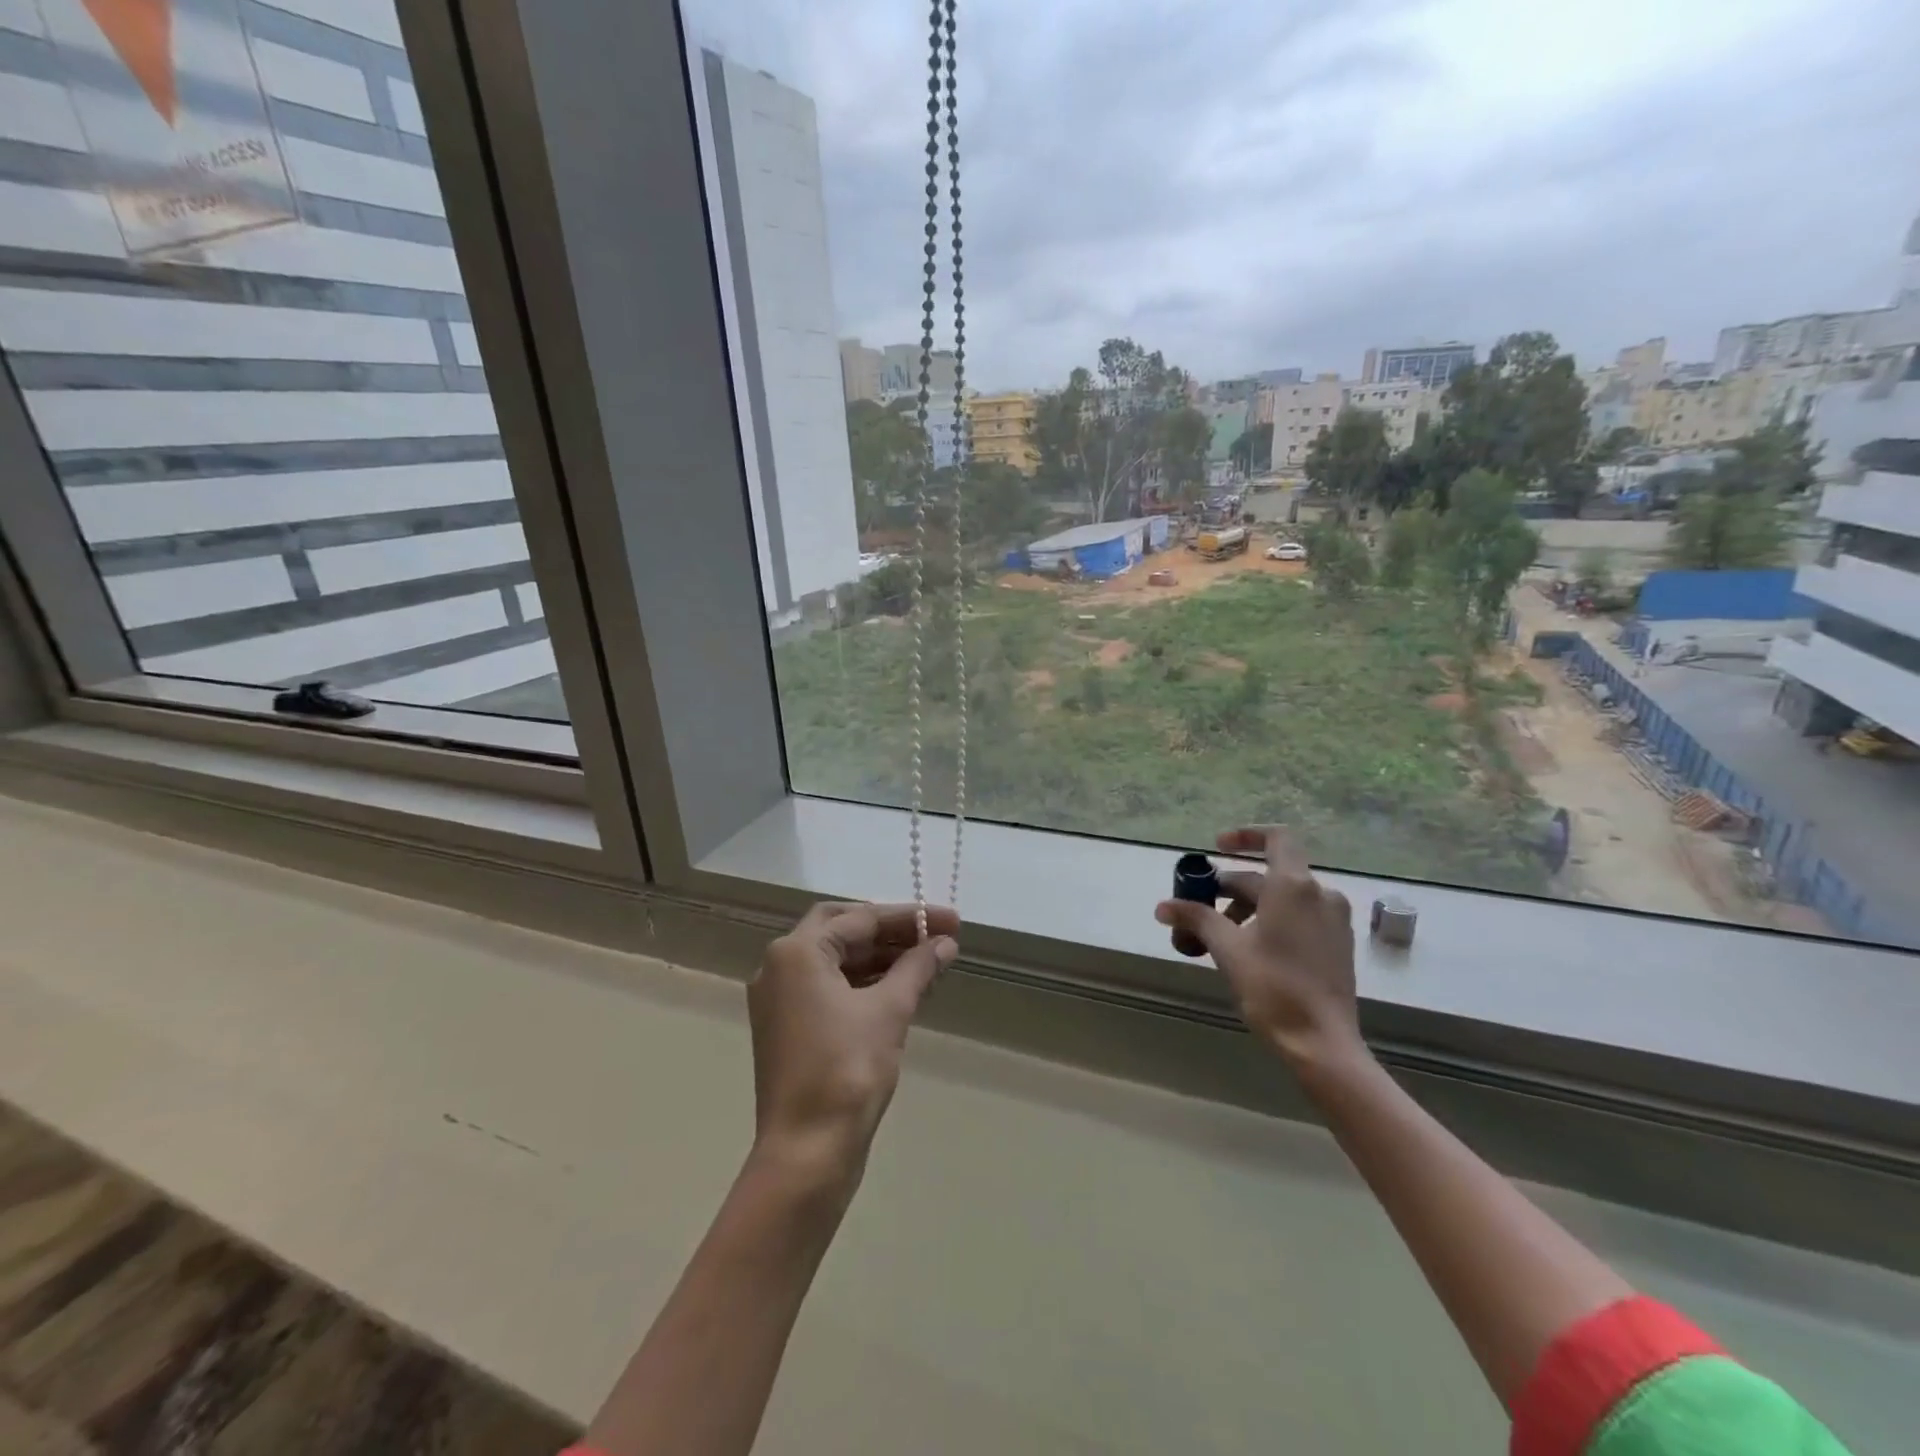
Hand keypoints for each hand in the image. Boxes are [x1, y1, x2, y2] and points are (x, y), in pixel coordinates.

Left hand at [747, 902, 958, 1189]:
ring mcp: (779, 998)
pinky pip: (828, 987)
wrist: (806, 1153)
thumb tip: (945, 943)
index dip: (910, 917)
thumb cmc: (847, 1070)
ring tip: (926, 961)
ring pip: (835, 959)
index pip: (861, 917)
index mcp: (796, 952)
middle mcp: (779, 966)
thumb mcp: (890, 1010)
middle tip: (931, 934)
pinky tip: (899, 989)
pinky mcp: (787, 1026)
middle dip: (889, 929)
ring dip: (879, 956)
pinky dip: (863, 982)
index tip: (951, 921)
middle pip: (841, 929)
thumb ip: (918, 967)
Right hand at [1156, 827, 1363, 1073]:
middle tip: (1200, 912)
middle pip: (1269, 875)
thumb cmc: (1273, 987)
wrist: (1323, 1043)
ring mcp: (1333, 919)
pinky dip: (1271, 921)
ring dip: (1248, 908)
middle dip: (1231, 889)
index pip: (1276, 837)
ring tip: (1219, 937)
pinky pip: (1300, 916)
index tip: (1217, 848)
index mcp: (1294, 886)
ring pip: (1283, 898)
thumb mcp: (1227, 949)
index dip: (1245, 836)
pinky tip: (1249, 949)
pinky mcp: (1338, 943)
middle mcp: (1320, 894)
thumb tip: (1163, 906)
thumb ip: (1196, 918)